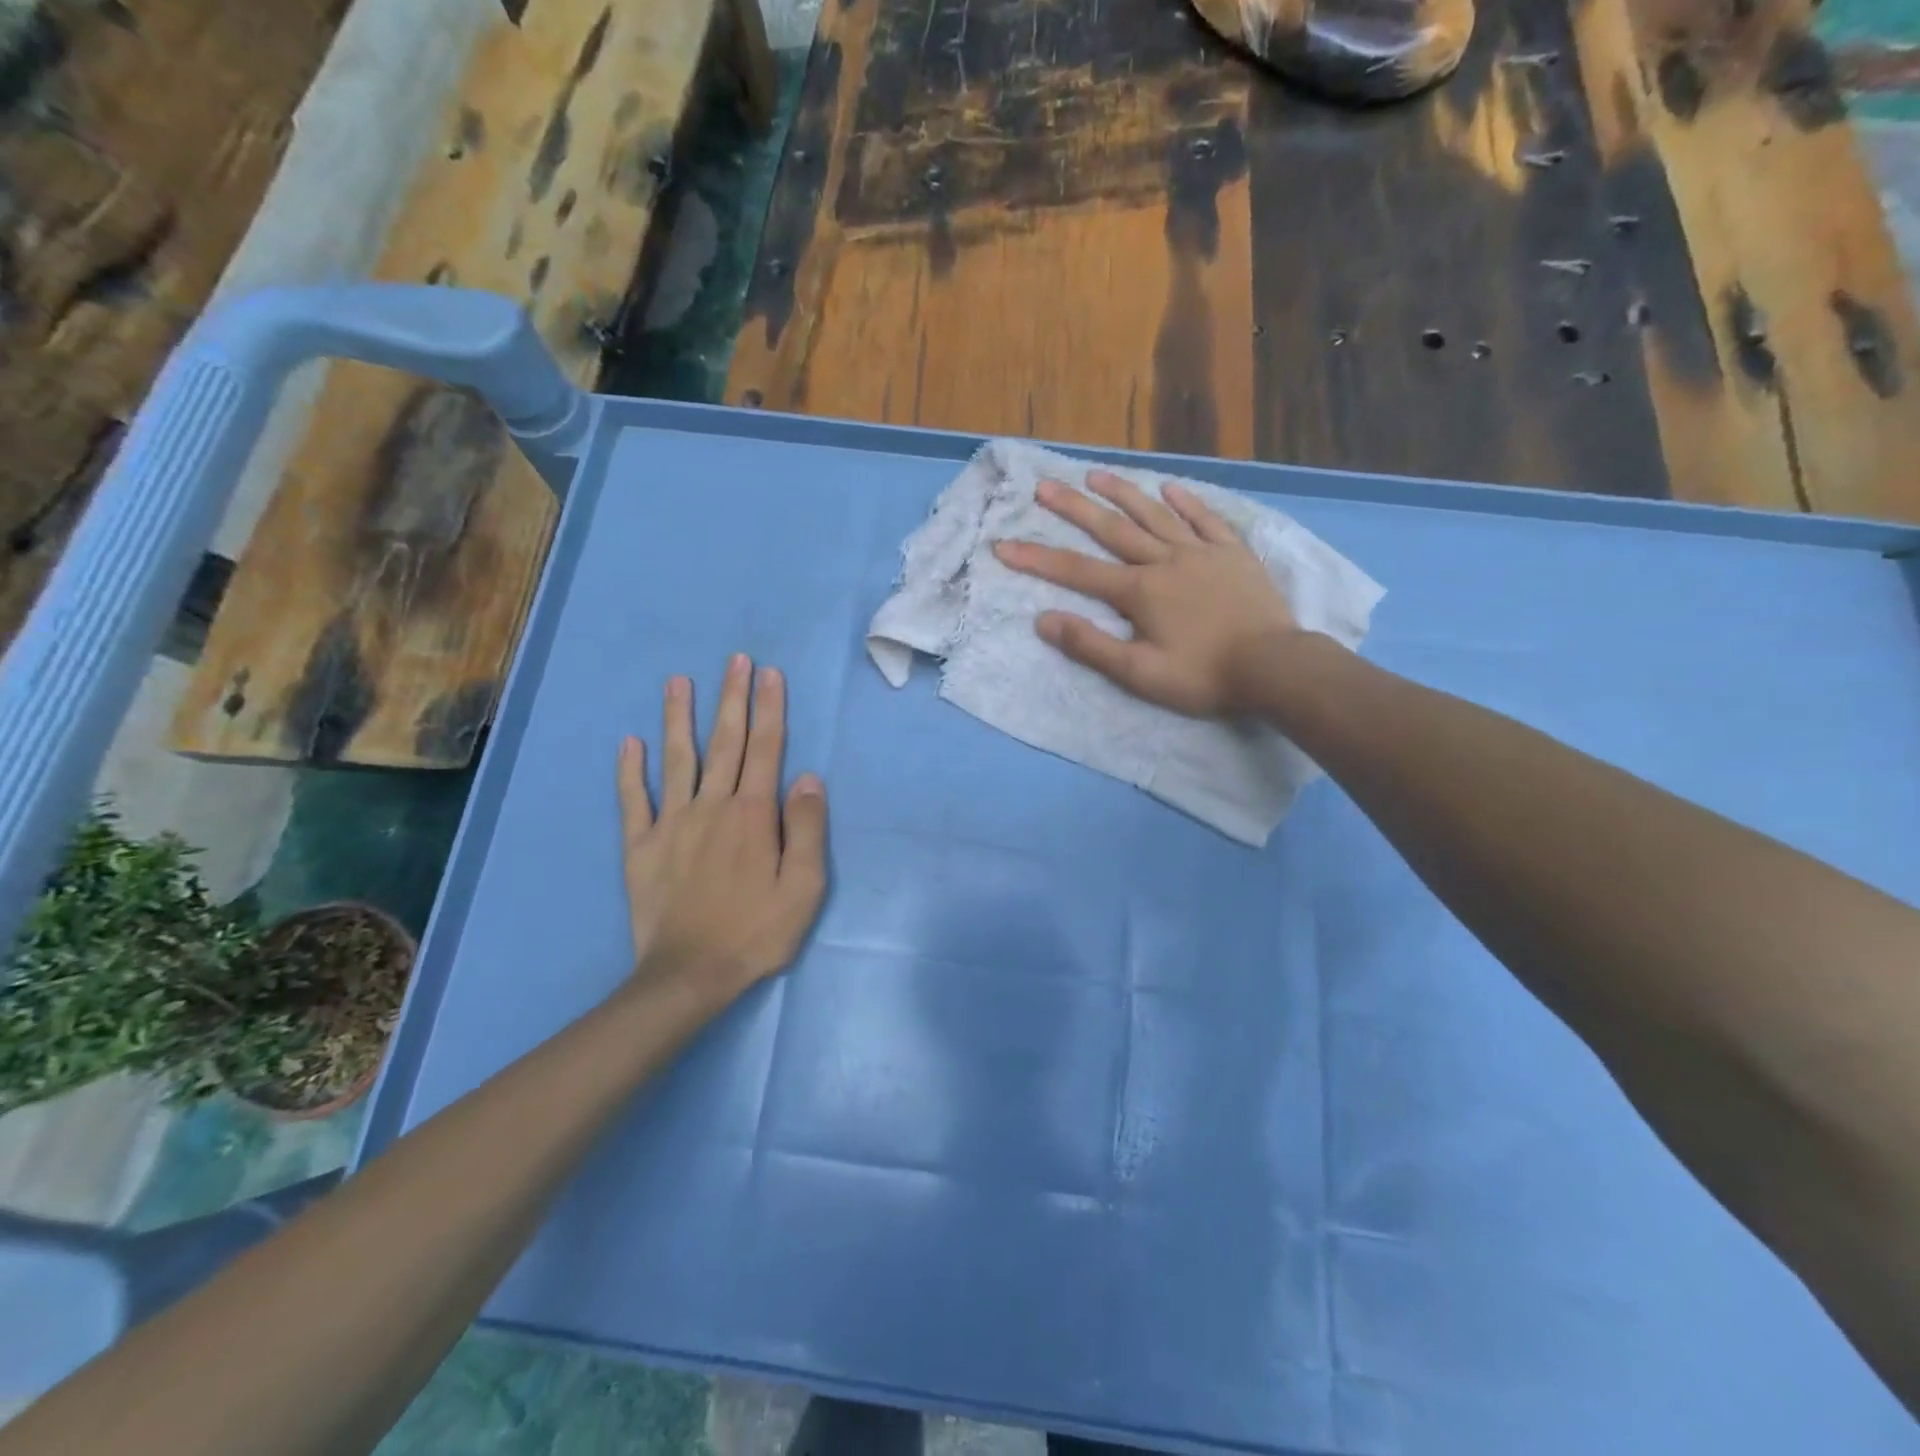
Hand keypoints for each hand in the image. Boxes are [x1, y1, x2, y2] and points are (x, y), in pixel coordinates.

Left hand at [616, 655, 827, 1003]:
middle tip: (735, 660)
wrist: (690, 974)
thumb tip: (806, 778)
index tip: (770, 674)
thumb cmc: (757, 932)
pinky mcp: (641, 846)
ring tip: (678, 681)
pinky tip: (629, 742)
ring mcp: (672, 823)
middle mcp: (713, 806)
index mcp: (753, 815)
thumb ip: (807, 829)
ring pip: (677, 759)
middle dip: (732, 698)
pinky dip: (630, 770)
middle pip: (725, 742)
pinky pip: (633, 799)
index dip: (770, 709)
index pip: (766, 749)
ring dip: (679, 717)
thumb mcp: (804, 888)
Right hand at [992, 471, 1300, 716]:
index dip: (1037, 559)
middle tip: (1044, 485)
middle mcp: (1165, 560)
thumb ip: (1090, 645)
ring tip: (1095, 475)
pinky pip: (1206, 520)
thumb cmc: (1203, 675)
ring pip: (1155, 515)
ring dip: (1124, 493)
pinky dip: (1187, 503)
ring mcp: (1202, 552)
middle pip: (1112, 529)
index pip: (1077, 572)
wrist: (1274, 667)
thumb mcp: (1139, 673)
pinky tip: (1171, 489)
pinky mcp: (1233, 554)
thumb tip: (1043, 620)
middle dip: (1073, 508)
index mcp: (1139, 591)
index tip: (1004, 545)